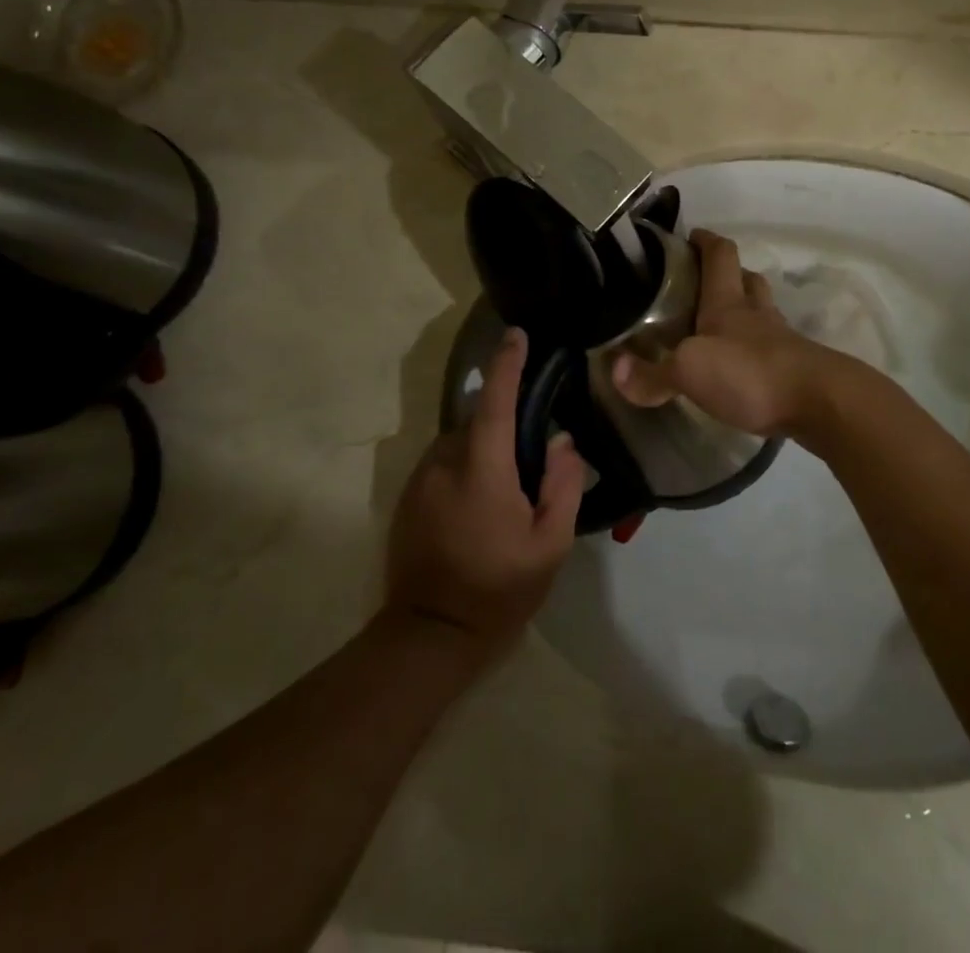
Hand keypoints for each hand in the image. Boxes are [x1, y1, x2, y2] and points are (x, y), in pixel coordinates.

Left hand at [385, 328, 585, 664]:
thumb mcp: (549, 545)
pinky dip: (462, 469)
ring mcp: (419, 480)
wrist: (429, 635)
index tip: (517, 335)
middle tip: (530, 463)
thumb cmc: (498, 589)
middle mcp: (444, 463)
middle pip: (477, 422)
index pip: (496, 402)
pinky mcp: (406, 498)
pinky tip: (476, 508)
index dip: (507, 364)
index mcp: (482, 469)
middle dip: (503, 428)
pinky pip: (441, 465)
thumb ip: (562, 485)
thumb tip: (563, 440)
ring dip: (482, 451)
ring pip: (457, 444)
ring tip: (504, 492)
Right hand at [612, 230, 837, 436]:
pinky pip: (772, 348)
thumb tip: (615, 369)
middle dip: (728, 274)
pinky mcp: (795, 370)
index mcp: (728, 303)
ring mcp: (781, 341)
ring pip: (762, 313)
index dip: (705, 240)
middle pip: (747, 279)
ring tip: (718, 326)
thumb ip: (653, 373)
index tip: (689, 235)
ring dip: (745, 312)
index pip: (720, 255)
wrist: (821, 403)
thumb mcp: (690, 372)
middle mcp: (757, 315)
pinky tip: (741, 367)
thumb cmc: (750, 373)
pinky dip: (755, 349)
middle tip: (702, 284)